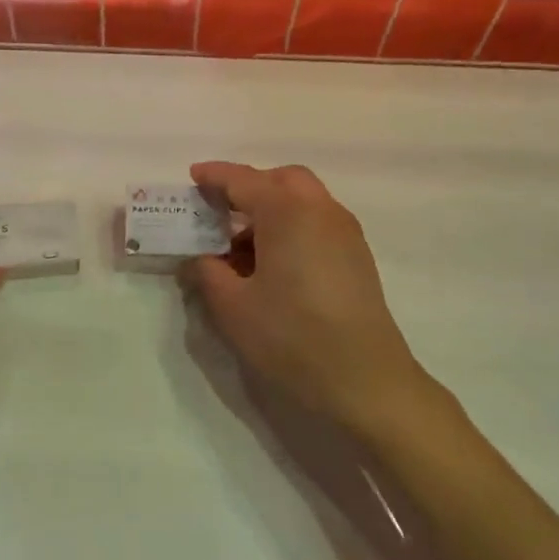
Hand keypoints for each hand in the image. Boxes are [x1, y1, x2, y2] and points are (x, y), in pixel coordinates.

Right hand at [181, 161, 438, 439]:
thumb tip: (198, 258)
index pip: (243, 180)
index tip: (192, 177)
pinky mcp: (357, 258)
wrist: (366, 382)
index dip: (214, 176)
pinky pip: (318, 223)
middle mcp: (320, 211)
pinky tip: (273, 264)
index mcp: (287, 212)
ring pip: (304, 201)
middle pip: (281, 180)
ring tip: (241, 247)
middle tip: (220, 211)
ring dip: (271, 209)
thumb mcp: (232, 306)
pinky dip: (292, 227)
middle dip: (249, 186)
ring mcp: (345, 234)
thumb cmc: (291, 337)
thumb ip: (207, 272)